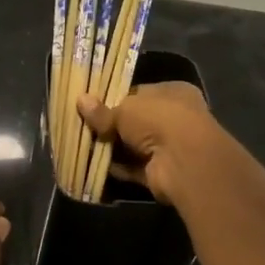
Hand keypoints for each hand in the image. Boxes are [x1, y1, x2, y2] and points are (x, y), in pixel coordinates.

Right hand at [76, 81, 218, 205]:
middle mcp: (174, 118)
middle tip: (83, 126)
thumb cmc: (158, 120)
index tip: (91, 105)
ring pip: (134, 146)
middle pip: (135, 121)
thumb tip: (80, 100)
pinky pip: (134, 168)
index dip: (115, 99)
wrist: (183, 161)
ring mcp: (169, 147)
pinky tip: (94, 165)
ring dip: (112, 148)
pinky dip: (118, 168)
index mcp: (173, 93)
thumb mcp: (124, 109)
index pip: (139, 93)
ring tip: (83, 144)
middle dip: (111, 125)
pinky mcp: (161, 171)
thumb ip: (103, 110)